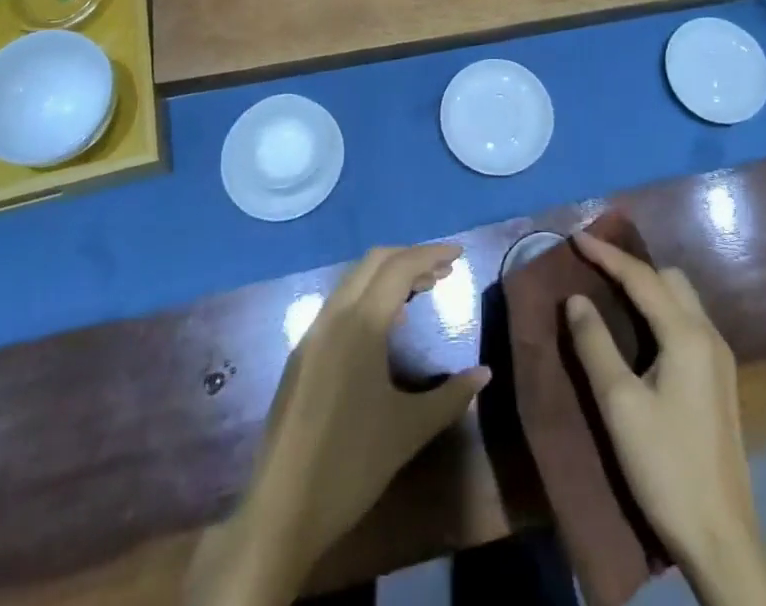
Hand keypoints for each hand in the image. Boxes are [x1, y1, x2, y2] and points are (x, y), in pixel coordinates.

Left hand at [185, 244, 489, 605]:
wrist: (281, 512)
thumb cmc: (352, 466)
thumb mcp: (410, 430)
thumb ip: (452, 397)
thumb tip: (485, 373)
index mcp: (361, 324)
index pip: (400, 268)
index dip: (431, 254)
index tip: (459, 253)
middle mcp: (334, 316)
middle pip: (374, 262)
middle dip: (411, 258)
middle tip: (444, 271)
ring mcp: (313, 334)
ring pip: (354, 280)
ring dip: (388, 276)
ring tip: (421, 291)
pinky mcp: (302, 354)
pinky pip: (340, 304)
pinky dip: (369, 296)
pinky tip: (387, 324)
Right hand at [566, 232, 765, 605]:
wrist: (722, 539)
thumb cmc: (666, 467)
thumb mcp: (619, 405)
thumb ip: (595, 344)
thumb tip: (575, 299)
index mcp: (686, 335)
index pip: (641, 278)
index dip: (607, 255)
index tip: (576, 237)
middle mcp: (709, 336)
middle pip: (669, 279)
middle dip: (631, 267)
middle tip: (594, 267)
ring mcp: (720, 360)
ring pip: (682, 300)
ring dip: (648, 288)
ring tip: (611, 292)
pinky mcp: (720, 381)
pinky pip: (687, 323)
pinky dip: (661, 311)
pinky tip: (640, 331)